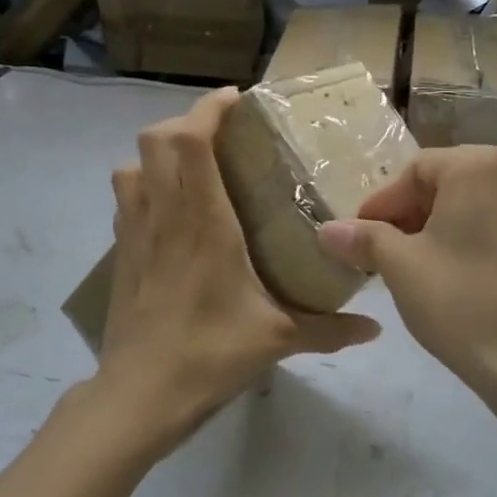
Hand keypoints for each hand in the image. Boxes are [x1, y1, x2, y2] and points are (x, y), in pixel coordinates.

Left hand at [80, 89, 380, 459]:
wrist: (139, 396)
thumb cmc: (209, 355)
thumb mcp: (278, 339)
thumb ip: (330, 329)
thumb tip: (375, 329)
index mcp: (202, 221)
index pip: (190, 140)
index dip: (208, 108)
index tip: (236, 101)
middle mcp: (163, 214)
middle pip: (154, 140)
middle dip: (186, 123)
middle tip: (222, 135)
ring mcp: (135, 233)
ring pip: (131, 165)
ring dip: (159, 153)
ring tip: (194, 167)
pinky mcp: (121, 254)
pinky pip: (126, 199)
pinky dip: (145, 185)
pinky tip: (173, 212)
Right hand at [317, 146, 496, 403]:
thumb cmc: (457, 299)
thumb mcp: (398, 264)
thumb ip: (361, 238)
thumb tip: (326, 230)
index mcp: (477, 167)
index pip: (414, 171)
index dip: (381, 203)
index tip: (358, 236)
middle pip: (439, 184)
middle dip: (403, 215)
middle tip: (376, 250)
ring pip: (461, 206)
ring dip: (426, 229)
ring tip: (402, 264)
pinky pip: (484, 225)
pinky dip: (455, 240)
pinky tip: (437, 273)